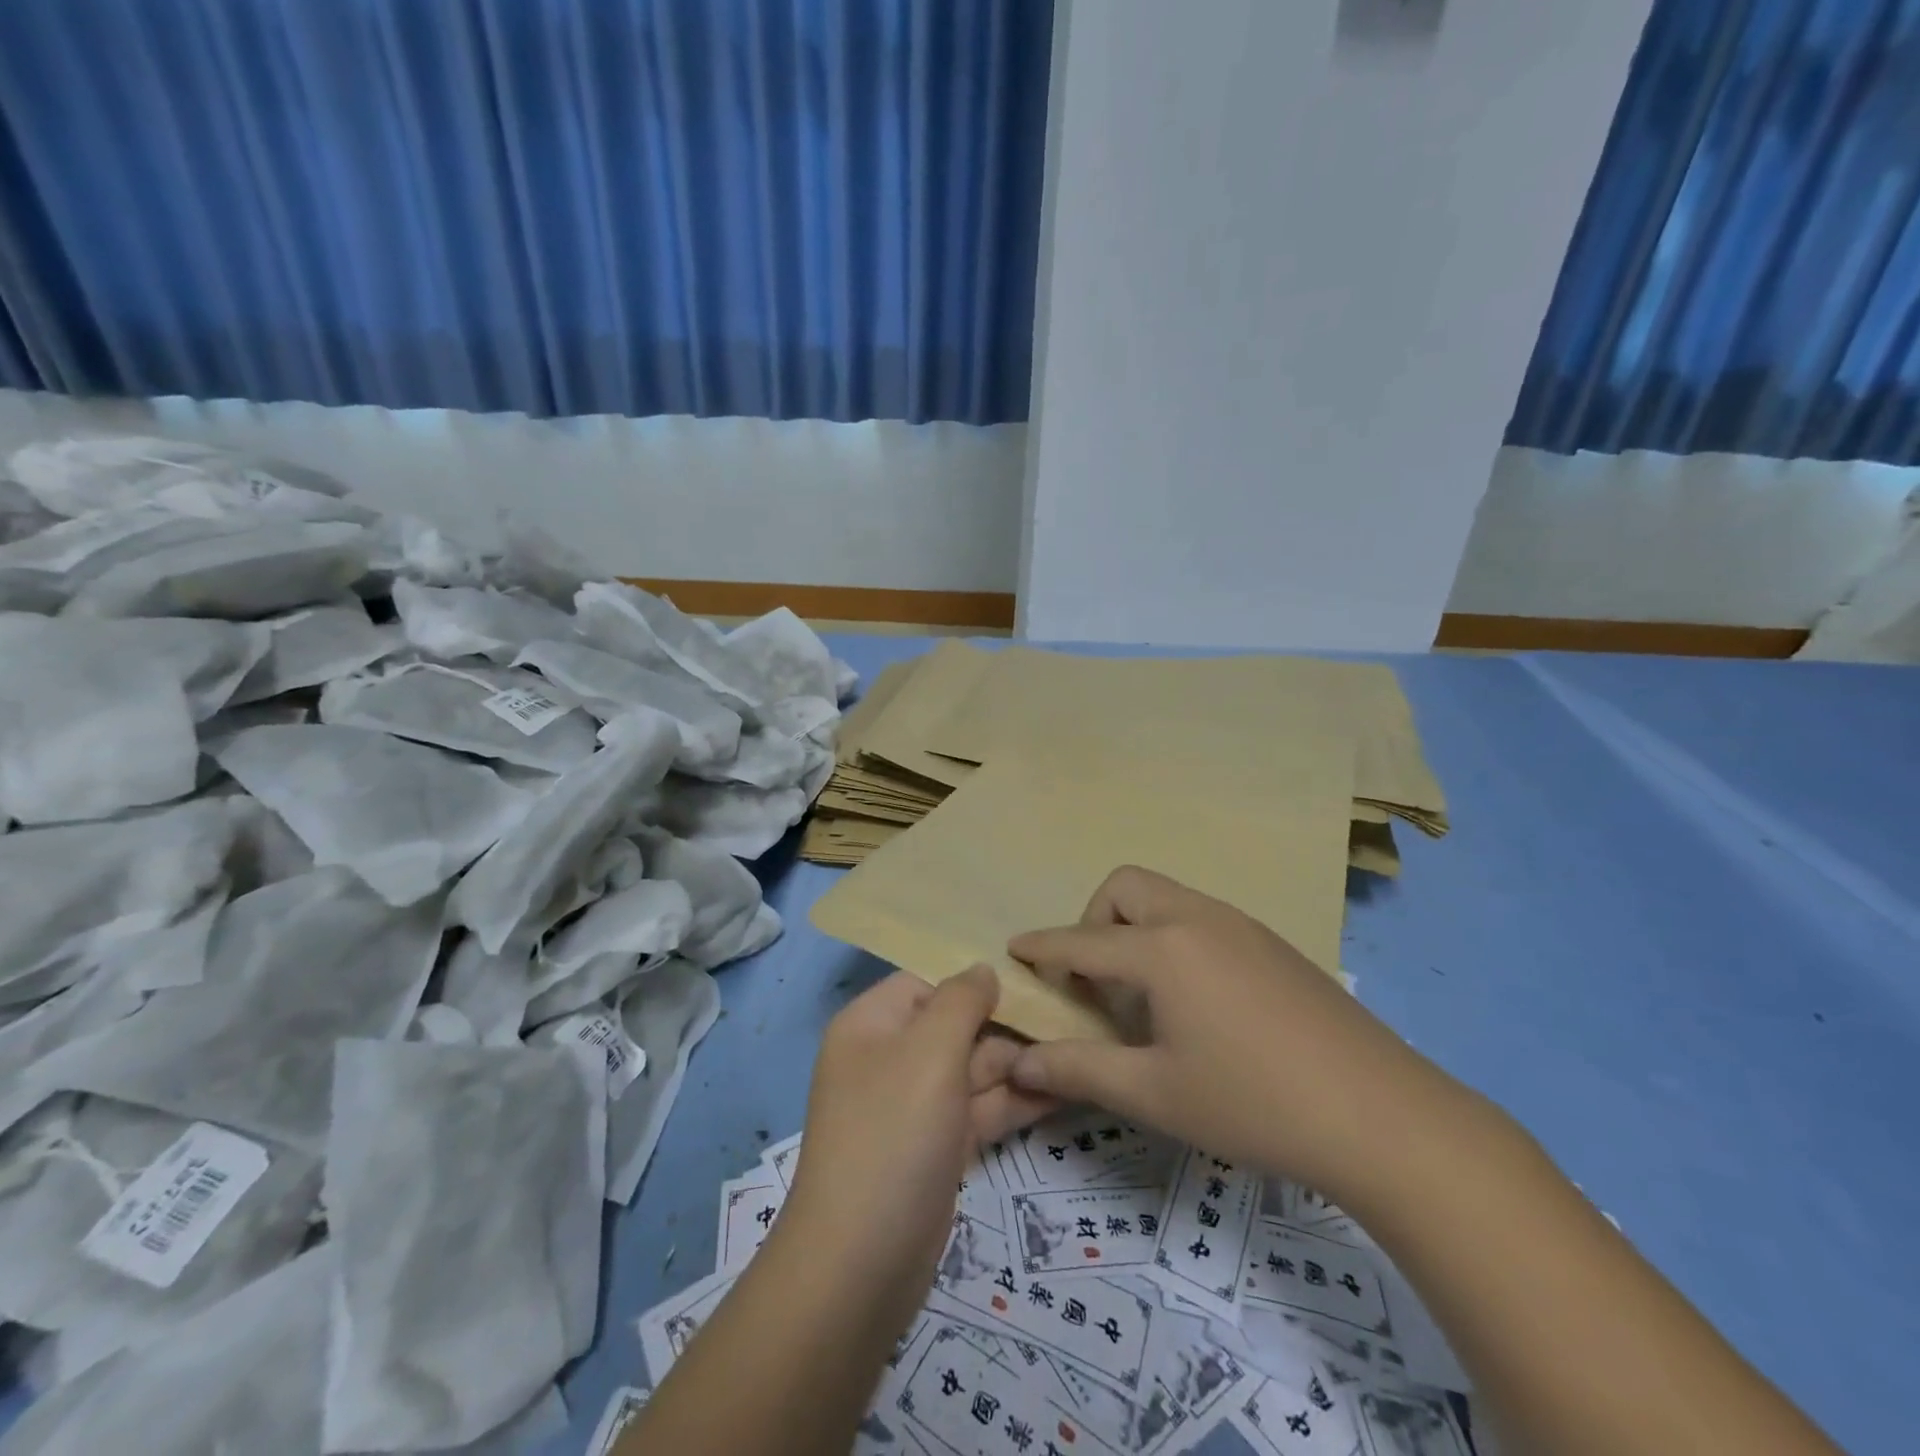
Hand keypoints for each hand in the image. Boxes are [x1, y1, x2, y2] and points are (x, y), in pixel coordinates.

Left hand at [780, 968, 1054, 1327]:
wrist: (860, 1266)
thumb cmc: (893, 1134)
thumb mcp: (929, 1052)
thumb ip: (961, 1001)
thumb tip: (983, 969)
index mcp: (872, 1024)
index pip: (928, 981)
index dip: (975, 977)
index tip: (1032, 976)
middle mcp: (891, 1058)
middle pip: (956, 1025)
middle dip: (1008, 1025)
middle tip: (1071, 1018)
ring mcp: (916, 1106)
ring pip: (974, 1070)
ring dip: (1020, 1064)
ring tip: (1079, 1052)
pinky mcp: (938, 1148)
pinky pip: (980, 1109)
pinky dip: (1015, 1101)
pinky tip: (1064, 1091)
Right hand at [1006, 866, 1462, 1205]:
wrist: (1382, 1114)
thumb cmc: (1253, 1102)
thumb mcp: (1154, 1094)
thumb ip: (1079, 1070)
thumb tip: (1020, 1062)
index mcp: (1163, 950)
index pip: (1082, 940)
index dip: (1042, 947)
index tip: (1014, 948)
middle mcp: (1198, 919)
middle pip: (1126, 887)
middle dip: (1094, 921)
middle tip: (1096, 982)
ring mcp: (1241, 925)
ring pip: (1167, 898)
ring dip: (1137, 929)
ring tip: (1145, 997)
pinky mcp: (1272, 943)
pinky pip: (1202, 918)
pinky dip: (1175, 939)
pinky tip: (1198, 1003)